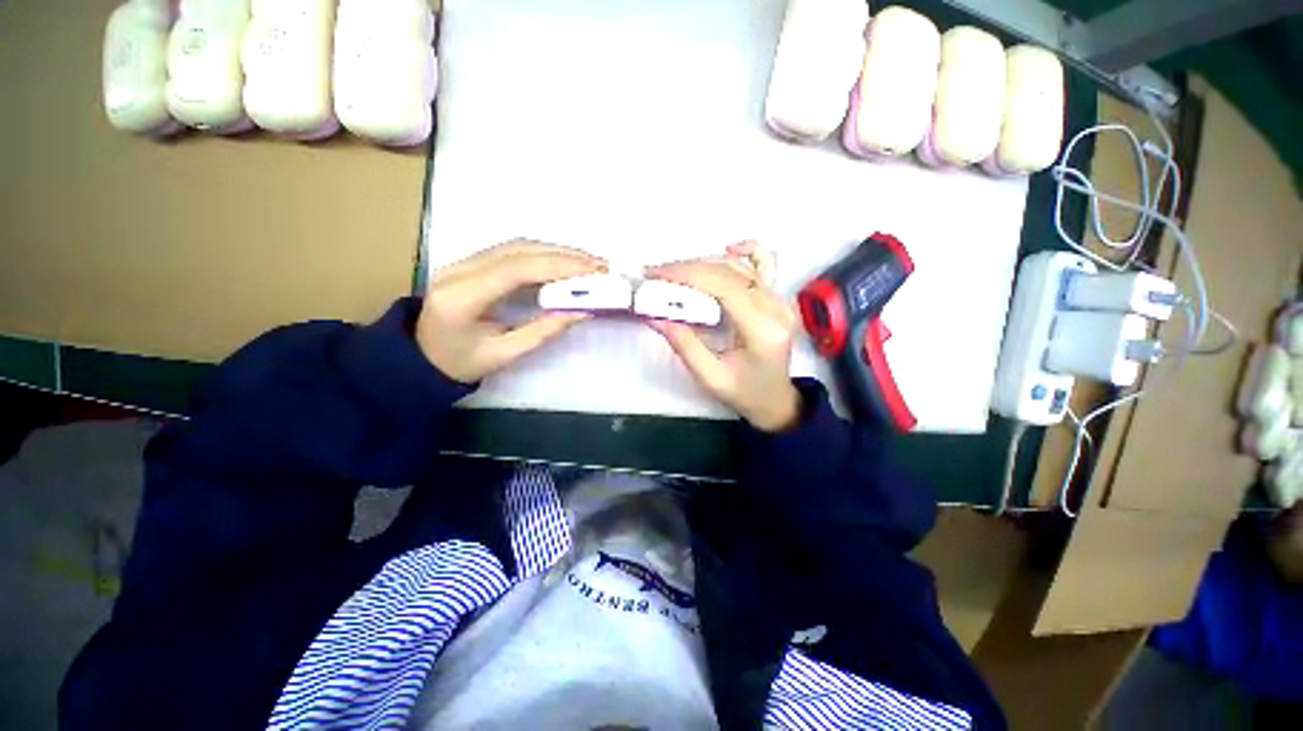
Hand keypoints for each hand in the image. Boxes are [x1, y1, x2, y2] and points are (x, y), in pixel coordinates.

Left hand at [417, 240, 605, 382]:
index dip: (558, 265)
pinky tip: (564, 264)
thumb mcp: (504, 355)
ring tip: (588, 264)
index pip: (516, 268)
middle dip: (563, 255)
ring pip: (517, 246)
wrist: (420, 358)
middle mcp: (458, 270)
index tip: (593, 270)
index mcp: (461, 297)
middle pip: (518, 249)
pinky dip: (543, 255)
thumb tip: (582, 311)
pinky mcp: (471, 263)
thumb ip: (543, 331)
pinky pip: (512, 252)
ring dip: (556, 252)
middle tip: (599, 265)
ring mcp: (462, 262)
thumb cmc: (460, 363)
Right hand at [647, 242, 800, 431]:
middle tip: (657, 274)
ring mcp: (781, 301)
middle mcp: (776, 308)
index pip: (724, 286)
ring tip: (676, 272)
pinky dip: (745, 252)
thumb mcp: (711, 378)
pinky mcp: (779, 299)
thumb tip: (655, 316)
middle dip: (689, 268)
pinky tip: (725, 251)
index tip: (656, 275)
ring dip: (706, 263)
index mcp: (762, 330)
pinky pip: (765, 264)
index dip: (688, 275)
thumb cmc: (745, 394)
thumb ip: (685, 345)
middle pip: (730, 272)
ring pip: (742, 265)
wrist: (776, 400)